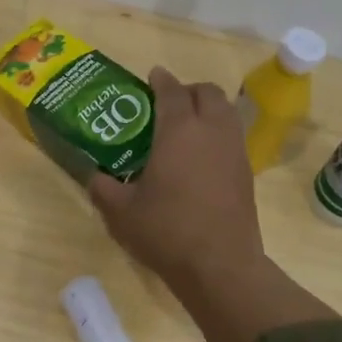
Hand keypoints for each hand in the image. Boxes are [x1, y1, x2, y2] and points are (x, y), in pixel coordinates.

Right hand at [88, 67, 263, 296]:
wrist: (220, 265)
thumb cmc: (167, 231)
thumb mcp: (122, 212)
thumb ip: (103, 188)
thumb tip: (94, 177)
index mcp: (179, 131)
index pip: (171, 91)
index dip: (160, 80)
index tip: (152, 77)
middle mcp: (211, 131)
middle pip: (207, 93)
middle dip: (188, 90)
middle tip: (168, 105)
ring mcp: (234, 150)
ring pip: (226, 112)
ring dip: (207, 109)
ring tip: (185, 128)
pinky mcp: (246, 172)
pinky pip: (232, 137)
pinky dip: (218, 133)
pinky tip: (201, 158)